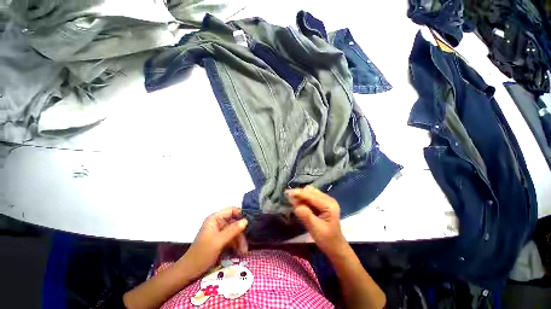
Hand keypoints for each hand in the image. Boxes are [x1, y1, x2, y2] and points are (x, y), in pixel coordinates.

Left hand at [179, 207, 247, 277]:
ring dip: (240, 241)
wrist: (189, 272)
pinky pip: (232, 238)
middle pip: (234, 222)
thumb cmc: (202, 254)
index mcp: (215, 219)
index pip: (231, 210)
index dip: (241, 214)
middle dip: (241, 233)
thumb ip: (233, 230)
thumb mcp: (219, 241)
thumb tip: (246, 220)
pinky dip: (236, 245)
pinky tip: (240, 252)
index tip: (249, 222)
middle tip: (247, 244)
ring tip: (244, 252)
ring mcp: (219, 232)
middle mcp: (218, 223)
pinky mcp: (220, 240)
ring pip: (234, 231)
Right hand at [286, 186, 346, 256]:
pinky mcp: (322, 203)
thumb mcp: (315, 229)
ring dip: (301, 197)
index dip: (299, 194)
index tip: (287, 193)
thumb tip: (296, 205)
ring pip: (310, 192)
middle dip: (300, 194)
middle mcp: (328, 199)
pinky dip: (304, 199)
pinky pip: (311, 197)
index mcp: (329, 205)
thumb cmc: (326, 239)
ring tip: (294, 204)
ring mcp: (326, 200)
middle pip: (311, 191)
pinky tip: (300, 205)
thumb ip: (306, 216)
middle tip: (290, 200)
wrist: (335, 246)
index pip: (312, 196)